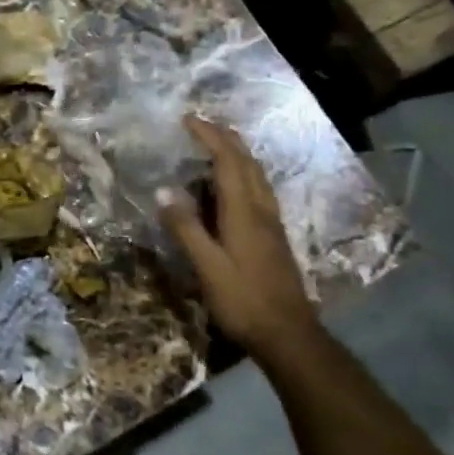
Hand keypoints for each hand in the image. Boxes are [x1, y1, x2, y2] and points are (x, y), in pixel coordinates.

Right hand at [157, 115, 320, 369]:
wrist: (289, 335)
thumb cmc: (244, 301)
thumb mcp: (208, 267)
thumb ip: (186, 228)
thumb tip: (164, 190)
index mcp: (244, 212)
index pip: (227, 161)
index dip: (209, 137)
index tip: (188, 119)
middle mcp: (261, 210)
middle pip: (247, 162)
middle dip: (226, 137)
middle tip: (202, 124)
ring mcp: (272, 223)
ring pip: (257, 175)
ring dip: (238, 153)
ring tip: (217, 144)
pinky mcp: (274, 237)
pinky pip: (259, 190)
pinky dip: (244, 173)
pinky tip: (235, 185)